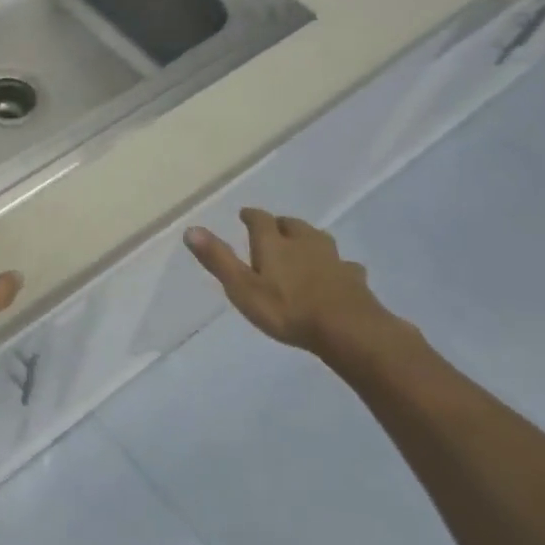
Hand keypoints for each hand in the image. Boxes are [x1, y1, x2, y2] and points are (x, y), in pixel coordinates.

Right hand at [183, 207, 396, 359]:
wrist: (348, 330)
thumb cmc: (287, 309)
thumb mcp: (242, 287)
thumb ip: (218, 259)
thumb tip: (191, 229)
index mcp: (274, 243)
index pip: (261, 219)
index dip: (251, 215)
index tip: (245, 214)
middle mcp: (304, 243)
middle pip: (292, 225)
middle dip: (280, 225)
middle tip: (273, 230)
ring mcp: (333, 259)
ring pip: (319, 240)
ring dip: (308, 239)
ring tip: (302, 247)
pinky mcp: (354, 278)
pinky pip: (343, 265)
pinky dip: (335, 265)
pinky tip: (337, 273)